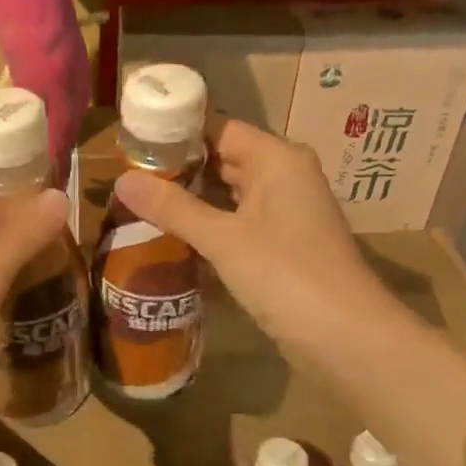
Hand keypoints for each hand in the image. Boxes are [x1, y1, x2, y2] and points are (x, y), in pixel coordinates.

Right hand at [114, 119, 389, 370]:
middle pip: (225, 159)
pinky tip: (176, 236)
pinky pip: (240, 221)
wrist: (345, 336)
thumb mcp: (222, 239)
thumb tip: (121, 180)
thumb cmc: (285, 275)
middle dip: (179, 169)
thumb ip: (173, 208)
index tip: (133, 146)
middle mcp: (285, 176)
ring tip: (142, 204)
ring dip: (193, 199)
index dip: (176, 135)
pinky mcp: (284, 243)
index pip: (219, 129)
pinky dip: (211, 225)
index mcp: (277, 159)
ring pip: (231, 193)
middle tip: (128, 179)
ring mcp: (287, 211)